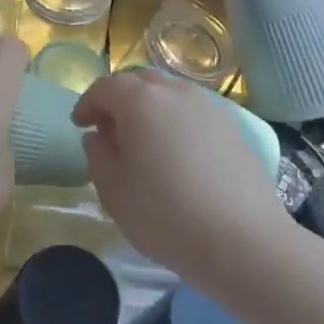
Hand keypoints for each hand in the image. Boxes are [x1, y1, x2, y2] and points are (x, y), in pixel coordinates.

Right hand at [73, 70, 285, 286]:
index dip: (88, 104)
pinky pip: (195, 112)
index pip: (105, 87)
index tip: (79, 125)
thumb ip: (98, 155)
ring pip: (171, 94)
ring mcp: (210, 107)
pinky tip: (178, 154)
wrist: (244, 240)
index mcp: (141, 101)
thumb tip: (98, 135)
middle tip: (110, 129)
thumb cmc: (166, 215)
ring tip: (145, 142)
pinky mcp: (234, 127)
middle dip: (120, 100)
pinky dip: (178, 121)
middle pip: (140, 82)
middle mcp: (177, 92)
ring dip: (151, 108)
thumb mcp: (114, 191)